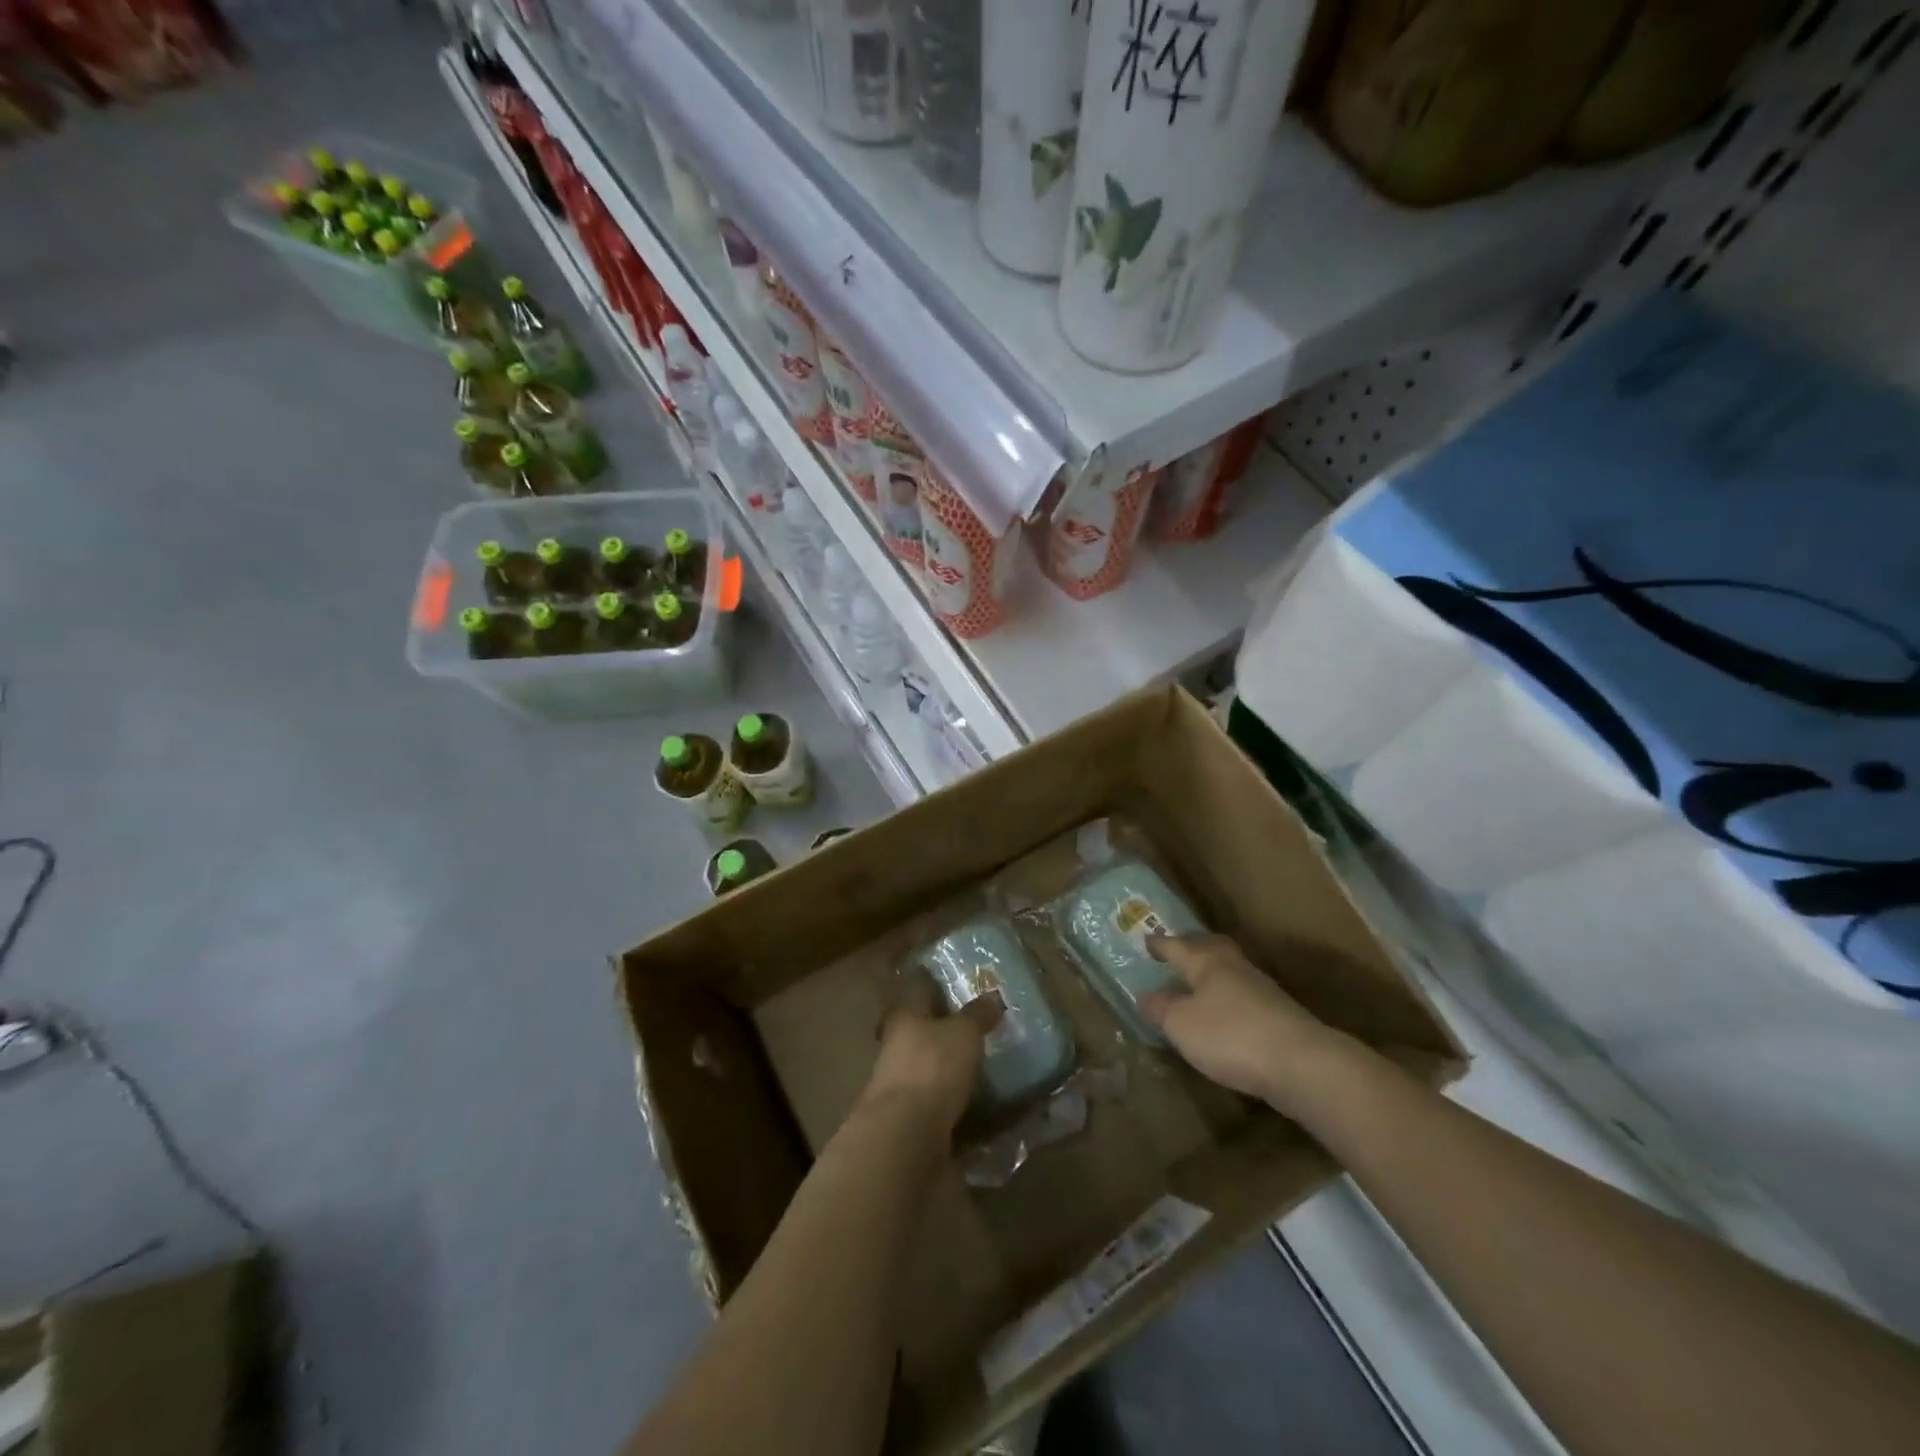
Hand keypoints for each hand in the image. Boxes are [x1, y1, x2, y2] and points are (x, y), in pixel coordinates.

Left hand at [859, 992, 1002, 1137]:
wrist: (906, 1133)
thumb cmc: (933, 1067)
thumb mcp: (963, 1034)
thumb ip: (977, 1015)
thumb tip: (992, 995)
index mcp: (904, 1015)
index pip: (916, 989)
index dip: (932, 983)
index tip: (949, 980)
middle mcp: (894, 1044)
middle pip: (917, 1027)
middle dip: (939, 1026)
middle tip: (970, 1024)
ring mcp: (897, 1081)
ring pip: (923, 1062)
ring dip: (944, 1062)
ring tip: (976, 1061)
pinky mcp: (907, 1115)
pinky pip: (931, 1095)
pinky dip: (948, 1093)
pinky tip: (970, 1096)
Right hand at [1140, 934, 1354, 1110]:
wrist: (1302, 1064)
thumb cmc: (1230, 1035)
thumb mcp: (1181, 1024)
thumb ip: (1160, 1008)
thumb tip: (1145, 995)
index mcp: (1206, 961)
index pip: (1176, 945)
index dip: (1160, 944)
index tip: (1146, 940)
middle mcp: (1234, 966)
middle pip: (1210, 948)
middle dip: (1192, 949)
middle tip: (1177, 953)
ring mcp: (1261, 989)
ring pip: (1229, 971)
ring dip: (1211, 975)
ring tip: (1195, 987)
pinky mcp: (1278, 1014)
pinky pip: (1242, 995)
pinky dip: (1227, 998)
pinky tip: (1222, 1015)